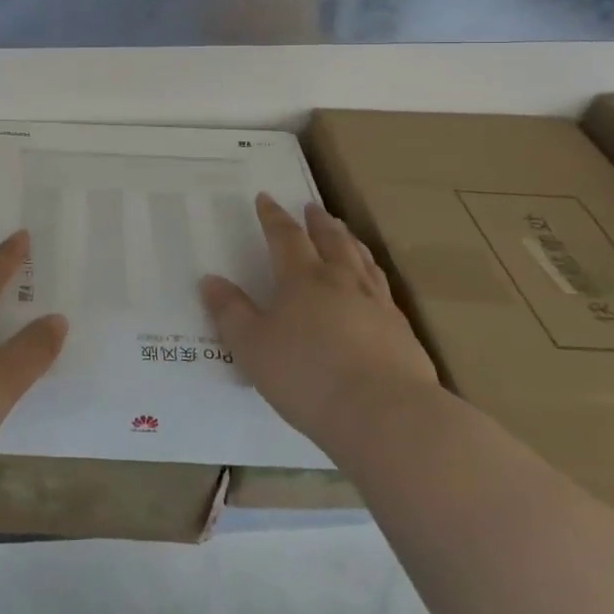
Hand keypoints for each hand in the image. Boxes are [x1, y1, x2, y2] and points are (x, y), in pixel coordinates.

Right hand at [201, 193, 437, 442]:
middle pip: (331, 240)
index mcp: (302, 279)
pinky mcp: (402, 331)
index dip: (273, 217)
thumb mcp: (252, 347)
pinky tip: (375, 287)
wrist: (385, 414)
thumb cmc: (307, 376)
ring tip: (345, 234)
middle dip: (318, 222)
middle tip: (313, 207)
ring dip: (350, 242)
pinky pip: (385, 290)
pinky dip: (374, 276)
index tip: (266, 198)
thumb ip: (230, 312)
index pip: (285, 237)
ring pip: (362, 260)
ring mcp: (377, 304)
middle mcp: (342, 281)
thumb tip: (210, 280)